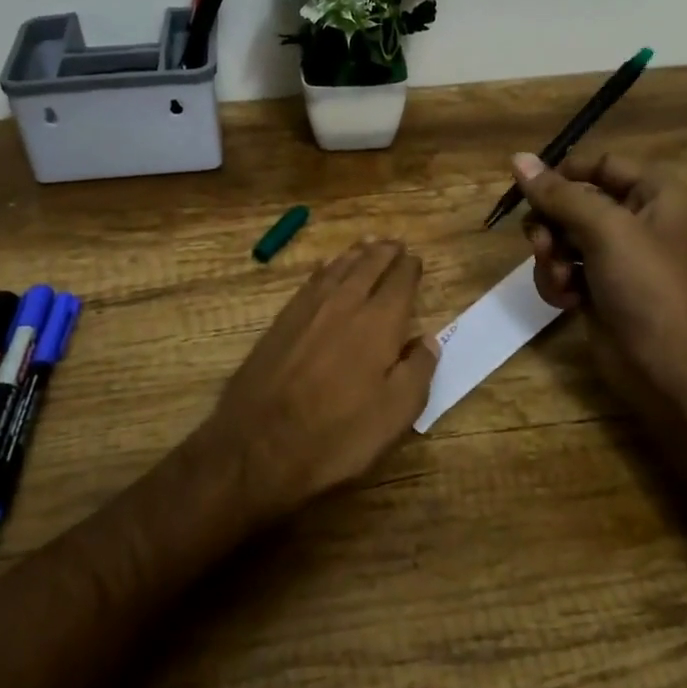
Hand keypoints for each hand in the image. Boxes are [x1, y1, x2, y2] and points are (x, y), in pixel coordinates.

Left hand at [204, 238, 437, 521]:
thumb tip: (428, 339)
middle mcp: (344, 304)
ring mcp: (308, 309)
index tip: (416, 260)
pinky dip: (325, 269)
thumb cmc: (336, 435)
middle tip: (394, 242)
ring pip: (337, 269)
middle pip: (367, 267)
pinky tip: (325, 268)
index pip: (400, 283)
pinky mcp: (281, 321)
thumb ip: (418, 371)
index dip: (410, 269)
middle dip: (383, 253)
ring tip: (366, 244)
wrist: (258, 445)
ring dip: (355, 254)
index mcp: (378, 323)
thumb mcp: (394, 415)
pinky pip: (310, 281)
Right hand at [513, 150, 686, 403]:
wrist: (665, 367)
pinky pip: (563, 268)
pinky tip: (568, 301)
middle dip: (552, 225)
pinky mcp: (599, 287)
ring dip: (551, 257)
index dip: (565, 174)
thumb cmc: (646, 286)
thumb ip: (559, 194)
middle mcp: (637, 219)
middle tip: (544, 245)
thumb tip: (517, 158)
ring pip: (561, 236)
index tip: (533, 192)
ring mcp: (617, 256)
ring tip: (561, 280)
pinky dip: (558, 282)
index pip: (600, 164)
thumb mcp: (604, 230)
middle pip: (573, 201)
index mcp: (655, 194)